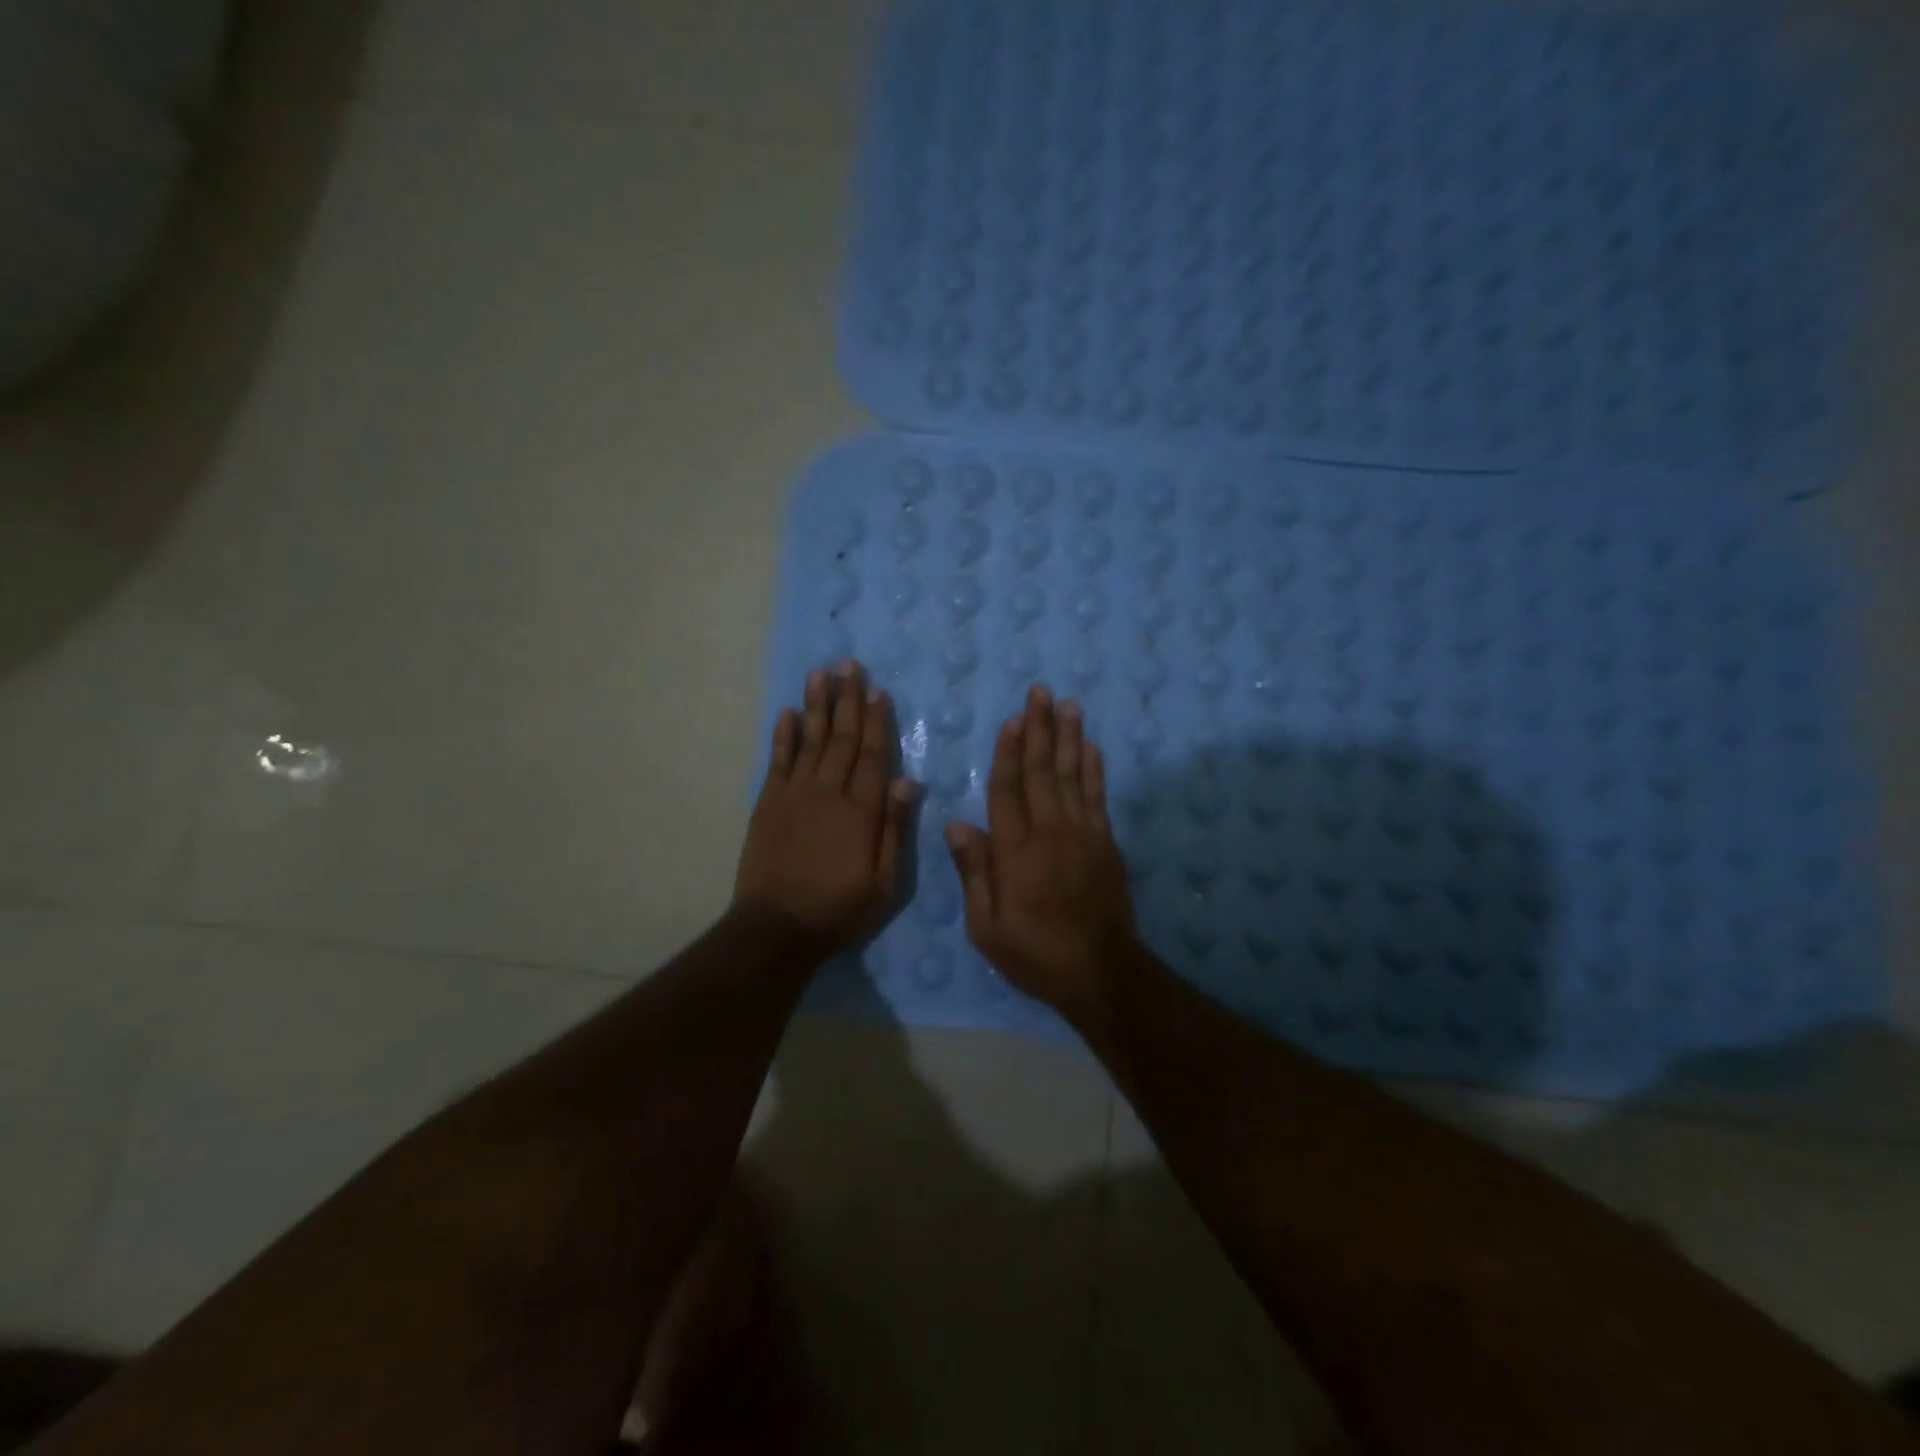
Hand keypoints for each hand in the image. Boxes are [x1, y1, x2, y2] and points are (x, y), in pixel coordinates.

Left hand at [734, 661, 916, 949]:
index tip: (877, 691)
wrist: (778, 928)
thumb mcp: (885, 883)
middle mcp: (829, 792)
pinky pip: (778, 761)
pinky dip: (783, 736)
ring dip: (816, 706)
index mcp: (861, 810)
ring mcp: (795, 795)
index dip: (877, 721)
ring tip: (820, 674)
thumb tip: (908, 780)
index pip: (873, 755)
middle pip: (842, 738)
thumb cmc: (840, 908)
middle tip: (848, 664)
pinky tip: (788, 713)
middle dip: (847, 700)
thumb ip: (895, 828)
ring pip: (810, 740)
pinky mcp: (768, 804)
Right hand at [945, 685, 1137, 1017]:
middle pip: (1042, 771)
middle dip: (1040, 729)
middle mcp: (1049, 831)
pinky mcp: (1105, 842)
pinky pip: (1098, 796)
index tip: (1012, 719)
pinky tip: (1092, 746)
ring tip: (1068, 704)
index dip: (1008, 752)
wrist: (1100, 972)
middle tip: (1040, 691)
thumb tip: (957, 825)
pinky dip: (1094, 768)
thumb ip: (974, 873)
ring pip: (1072, 775)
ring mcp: (1082, 834)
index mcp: (1015, 851)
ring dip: (1069, 737)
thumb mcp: (987, 927)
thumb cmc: (1035, 953)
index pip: (1007, 790)